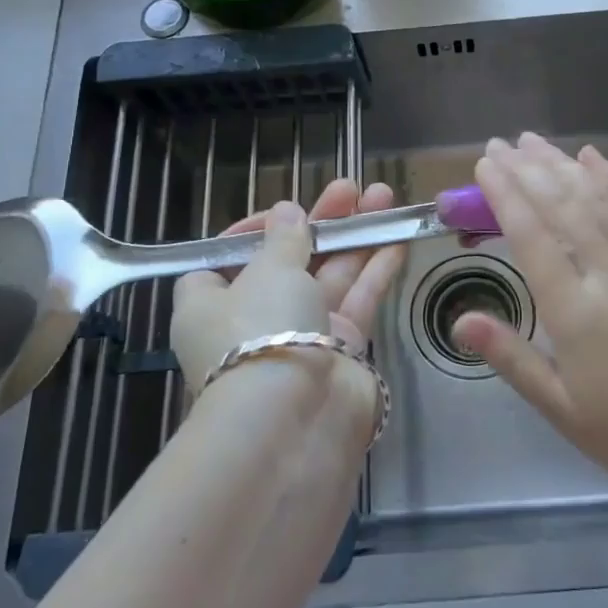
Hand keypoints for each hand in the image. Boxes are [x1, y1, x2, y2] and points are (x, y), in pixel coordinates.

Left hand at [170, 179, 404, 410]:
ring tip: (384, 196)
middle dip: (321, 223)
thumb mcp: (268, 270)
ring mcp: (302, 335)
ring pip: (331, 276)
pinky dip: (376, 268)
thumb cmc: (262, 329)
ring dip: (356, 236)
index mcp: (211, 303)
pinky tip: (397, 235)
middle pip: (290, 261)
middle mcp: (254, 319)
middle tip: (351, 188)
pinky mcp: (342, 350)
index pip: (225, 260)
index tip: (283, 213)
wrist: (295, 419)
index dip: (253, 232)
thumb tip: (286, 212)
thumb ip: (285, 238)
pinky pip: (358, 299)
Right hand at [452, 134, 607, 508]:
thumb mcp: (563, 409)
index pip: (531, 236)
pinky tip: (595, 159)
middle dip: (527, 170)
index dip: (505, 195)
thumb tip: (460, 320)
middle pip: (562, 207)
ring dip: (563, 164)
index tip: (486, 165)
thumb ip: (511, 358)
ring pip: (599, 199)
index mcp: (575, 311)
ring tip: (536, 141)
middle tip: (501, 142)